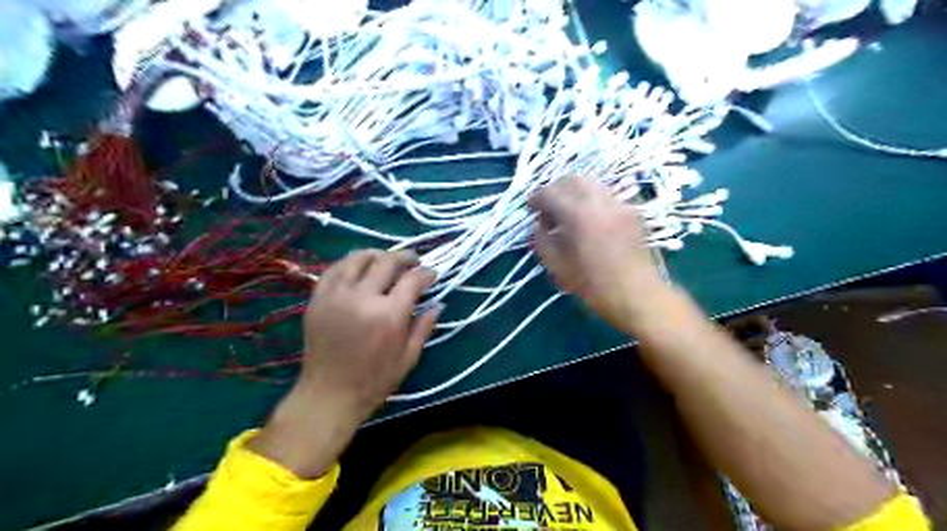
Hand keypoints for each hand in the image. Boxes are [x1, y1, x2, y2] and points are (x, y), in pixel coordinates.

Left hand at [248, 251, 439, 479]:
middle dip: (405, 257)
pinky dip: (350, 263)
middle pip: (387, 261)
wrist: (328, 395)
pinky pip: (334, 269)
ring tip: (386, 259)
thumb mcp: (409, 357)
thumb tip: (438, 303)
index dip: (426, 273)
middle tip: (413, 261)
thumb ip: (424, 326)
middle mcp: (363, 298)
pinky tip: (359, 266)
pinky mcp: (318, 299)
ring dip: (378, 254)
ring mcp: (337, 296)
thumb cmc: (374, 381)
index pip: (412, 280)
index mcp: (389, 315)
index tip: (432, 274)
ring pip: (359, 258)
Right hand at [530, 177, 668, 332]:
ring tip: (568, 212)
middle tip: (548, 207)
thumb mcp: (557, 267)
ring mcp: (620, 204)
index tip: (531, 208)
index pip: (550, 193)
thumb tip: (539, 224)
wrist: (638, 296)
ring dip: (575, 192)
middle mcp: (600, 201)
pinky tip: (589, 219)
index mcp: (578, 215)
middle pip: (572, 179)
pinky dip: (592, 200)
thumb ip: (541, 241)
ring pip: (592, 183)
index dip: (536, 198)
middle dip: (556, 189)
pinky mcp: (633, 211)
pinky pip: (607, 195)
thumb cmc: (593, 286)